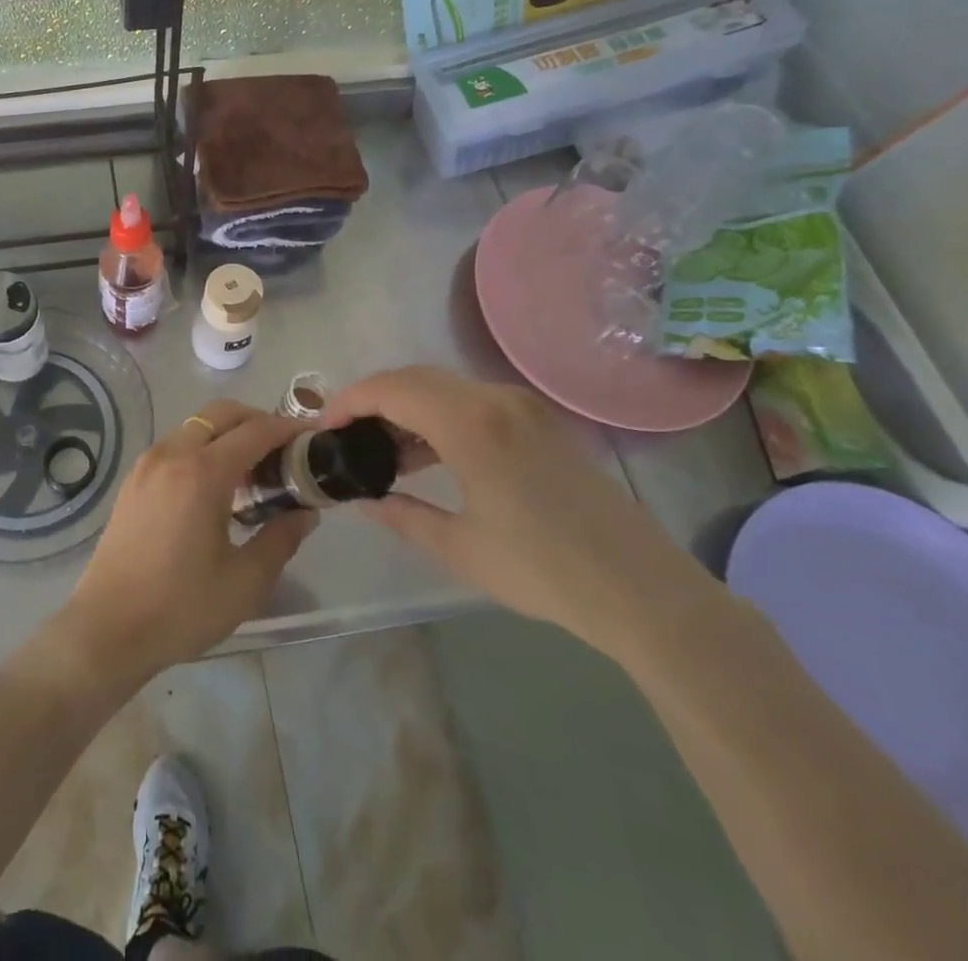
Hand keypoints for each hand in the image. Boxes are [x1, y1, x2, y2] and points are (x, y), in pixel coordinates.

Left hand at [53, 401, 316, 689]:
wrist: (107, 629)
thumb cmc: (180, 608)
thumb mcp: (245, 582)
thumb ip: (281, 539)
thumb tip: (305, 512)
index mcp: (201, 473)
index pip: (254, 431)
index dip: (287, 429)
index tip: (311, 438)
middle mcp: (171, 454)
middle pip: (220, 414)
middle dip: (256, 420)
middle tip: (283, 450)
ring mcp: (147, 464)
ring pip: (195, 426)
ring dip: (227, 433)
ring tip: (253, 470)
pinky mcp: (133, 480)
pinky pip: (176, 445)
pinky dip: (202, 447)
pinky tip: (215, 485)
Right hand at [325, 367, 712, 657]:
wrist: (643, 590)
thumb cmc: (545, 571)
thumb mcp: (461, 548)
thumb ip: (403, 516)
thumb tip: (364, 502)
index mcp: (471, 424)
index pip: (391, 388)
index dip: (349, 400)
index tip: (324, 426)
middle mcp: (495, 400)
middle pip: (415, 378)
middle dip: (373, 399)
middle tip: (346, 436)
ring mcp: (522, 407)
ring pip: (444, 387)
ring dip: (406, 407)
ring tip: (382, 450)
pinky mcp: (539, 422)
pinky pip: (472, 401)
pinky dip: (438, 416)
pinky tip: (427, 454)